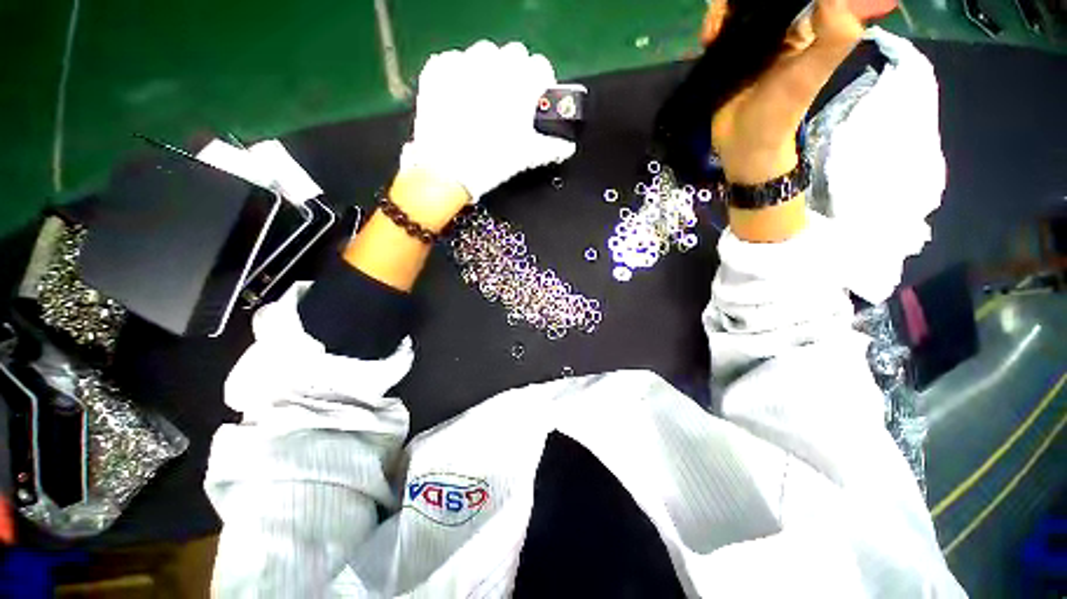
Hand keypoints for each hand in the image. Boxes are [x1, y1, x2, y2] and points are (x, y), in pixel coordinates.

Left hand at [400, 40, 576, 201]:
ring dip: (490, 68)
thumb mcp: (527, 157)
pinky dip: (460, 72)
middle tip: (511, 99)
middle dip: (517, 72)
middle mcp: (494, 66)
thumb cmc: (492, 162)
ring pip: (484, 52)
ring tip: (485, 95)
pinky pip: (453, 59)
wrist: (448, 171)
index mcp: (520, 84)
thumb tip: (567, 147)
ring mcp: (464, 64)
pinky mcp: (438, 70)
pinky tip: (460, 94)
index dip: (541, 82)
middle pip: (514, 54)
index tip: (537, 98)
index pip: (540, 66)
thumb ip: (552, 148)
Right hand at [707, 0, 864, 183]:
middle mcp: (778, 25)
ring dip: (723, 9)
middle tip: (727, 12)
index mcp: (805, 23)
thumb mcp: (814, 72)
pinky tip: (708, 38)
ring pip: (737, 6)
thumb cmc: (781, 110)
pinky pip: (720, 25)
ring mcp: (750, 38)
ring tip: (713, 31)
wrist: (744, 143)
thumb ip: (834, 35)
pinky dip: (712, 24)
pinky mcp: (726, 53)